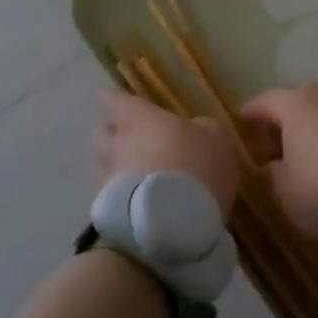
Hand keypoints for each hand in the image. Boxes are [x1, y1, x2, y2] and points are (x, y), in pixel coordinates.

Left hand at [93, 90, 240, 221]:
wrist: (172, 221)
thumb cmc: (197, 166)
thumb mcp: (216, 139)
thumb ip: (202, 129)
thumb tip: (195, 130)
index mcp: (143, 118)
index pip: (119, 101)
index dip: (113, 98)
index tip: (105, 96)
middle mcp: (121, 143)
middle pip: (102, 131)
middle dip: (108, 131)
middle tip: (118, 133)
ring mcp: (111, 177)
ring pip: (100, 162)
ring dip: (109, 162)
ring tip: (123, 168)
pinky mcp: (108, 210)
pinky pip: (108, 194)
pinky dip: (116, 193)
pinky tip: (129, 200)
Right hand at [240, 83, 317, 237]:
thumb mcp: (284, 191)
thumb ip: (271, 174)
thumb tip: (272, 165)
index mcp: (295, 103)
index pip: (264, 102)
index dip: (250, 114)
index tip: (241, 124)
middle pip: (297, 103)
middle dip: (285, 124)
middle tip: (276, 149)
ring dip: (315, 129)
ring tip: (311, 157)